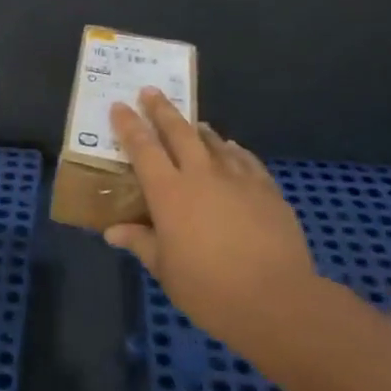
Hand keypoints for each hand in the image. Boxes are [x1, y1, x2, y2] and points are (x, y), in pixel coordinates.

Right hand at [106, 90, 321, 358]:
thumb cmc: (209, 289)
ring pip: (213, 141)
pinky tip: (231, 149)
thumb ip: (141, 243)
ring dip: (198, 129)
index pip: (143, 148)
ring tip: (192, 123)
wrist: (277, 299)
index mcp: (169, 193)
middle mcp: (201, 175)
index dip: (129, 125)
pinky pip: (245, 159)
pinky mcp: (266, 188)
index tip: (119, 106)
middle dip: (162, 109)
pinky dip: (233, 150)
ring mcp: (237, 178)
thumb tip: (113, 231)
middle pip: (178, 131)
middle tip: (150, 92)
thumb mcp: (166, 270)